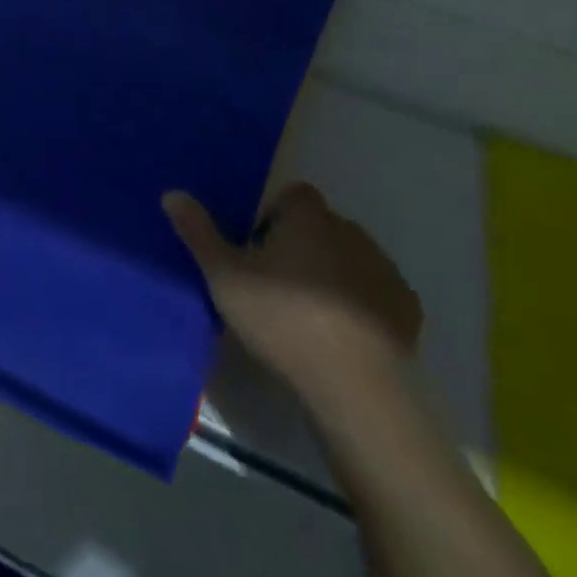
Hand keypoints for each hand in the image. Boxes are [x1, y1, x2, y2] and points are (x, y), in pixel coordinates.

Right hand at [164, 183, 420, 416]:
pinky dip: (361, 306)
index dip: (274, 218)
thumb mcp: (225, 277)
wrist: (353, 383)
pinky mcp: (405, 305)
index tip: (258, 253)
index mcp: (308, 216)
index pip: (292, 195)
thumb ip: (199, 233)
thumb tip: (171, 193)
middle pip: (320, 227)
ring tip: (309, 317)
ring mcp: (382, 267)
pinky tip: (344, 337)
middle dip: (302, 247)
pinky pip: (376, 293)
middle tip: (277, 288)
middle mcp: (350, 229)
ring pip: (349, 259)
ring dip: (332, 274)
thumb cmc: (282, 319)